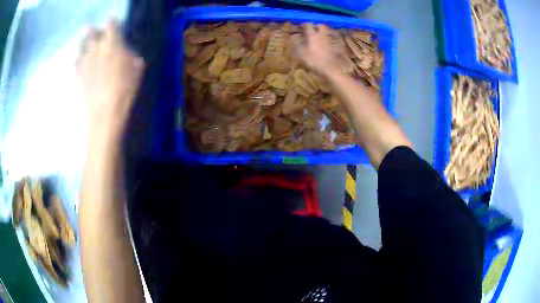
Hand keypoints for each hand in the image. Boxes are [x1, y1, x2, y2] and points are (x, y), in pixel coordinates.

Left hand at [77, 20, 144, 137]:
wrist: (105, 111)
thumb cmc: (124, 88)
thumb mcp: (136, 68)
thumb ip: (129, 54)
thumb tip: (125, 51)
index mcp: (112, 42)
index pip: (111, 23)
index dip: (114, 23)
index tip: (116, 25)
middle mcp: (95, 47)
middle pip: (91, 31)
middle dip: (95, 30)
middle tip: (99, 34)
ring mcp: (85, 60)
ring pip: (81, 44)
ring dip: (85, 42)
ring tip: (89, 45)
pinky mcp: (78, 73)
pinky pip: (77, 60)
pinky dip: (80, 58)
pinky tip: (83, 61)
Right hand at [296, 23, 338, 76]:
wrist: (329, 69)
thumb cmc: (313, 60)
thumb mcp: (300, 54)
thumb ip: (295, 45)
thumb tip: (290, 39)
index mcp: (312, 35)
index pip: (308, 25)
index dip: (303, 24)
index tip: (300, 26)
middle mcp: (321, 35)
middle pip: (320, 26)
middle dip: (315, 26)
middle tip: (310, 30)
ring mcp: (328, 41)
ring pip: (324, 33)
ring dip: (319, 33)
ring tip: (314, 38)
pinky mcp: (332, 48)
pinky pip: (327, 40)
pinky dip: (323, 41)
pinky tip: (319, 46)